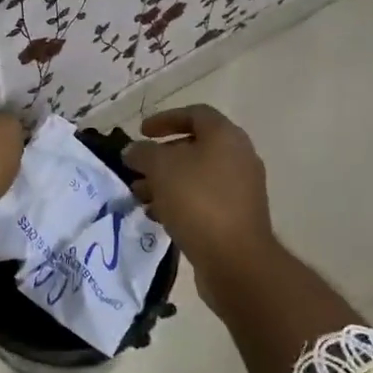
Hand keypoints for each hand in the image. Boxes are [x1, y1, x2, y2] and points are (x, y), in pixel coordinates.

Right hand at [123, 105, 277, 311]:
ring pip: (196, 176)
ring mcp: (240, 188)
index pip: (195, 114)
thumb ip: (143, 153)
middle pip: (195, 147)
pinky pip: (203, 200)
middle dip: (161, 157)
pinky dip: (179, 202)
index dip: (165, 118)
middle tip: (136, 169)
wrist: (235, 259)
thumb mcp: (161, 169)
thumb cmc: (198, 201)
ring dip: (166, 182)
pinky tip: (158, 217)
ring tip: (140, 196)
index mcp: (225, 136)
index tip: (141, 132)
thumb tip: (132, 151)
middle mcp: (238, 157)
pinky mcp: (236, 216)